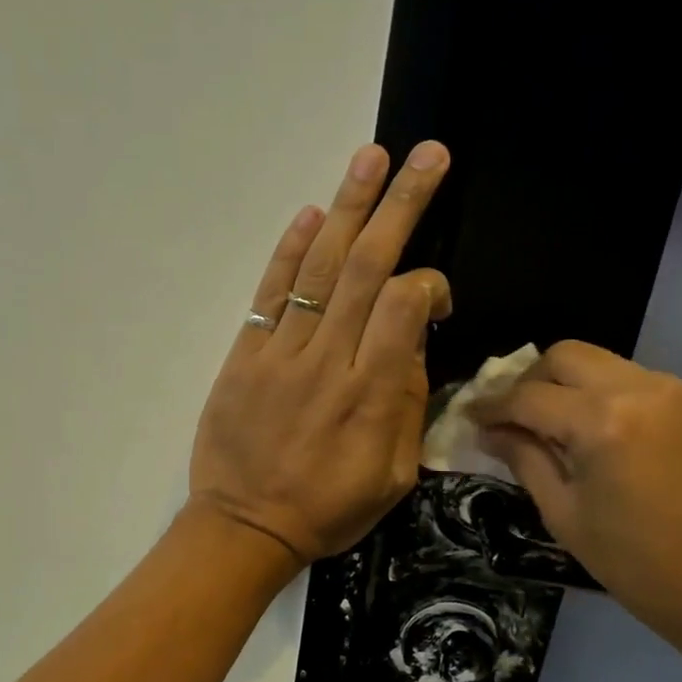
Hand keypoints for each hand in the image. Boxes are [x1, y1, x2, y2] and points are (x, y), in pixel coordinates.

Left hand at [189, 142, 452, 567]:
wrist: (244, 526)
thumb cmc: (326, 510)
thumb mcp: (391, 478)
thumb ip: (407, 407)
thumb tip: (411, 344)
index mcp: (370, 394)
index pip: (403, 306)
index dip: (428, 283)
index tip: (437, 296)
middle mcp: (327, 361)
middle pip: (366, 268)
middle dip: (400, 206)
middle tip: (426, 155)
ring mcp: (280, 354)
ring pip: (318, 269)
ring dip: (347, 208)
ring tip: (371, 158)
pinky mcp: (244, 356)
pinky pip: (270, 295)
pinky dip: (289, 253)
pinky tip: (311, 214)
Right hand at [470, 342, 681, 681]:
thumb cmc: (641, 567)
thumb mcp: (566, 517)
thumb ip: (525, 460)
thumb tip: (490, 432)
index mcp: (603, 422)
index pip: (528, 396)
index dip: (490, 406)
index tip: (467, 417)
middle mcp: (640, 389)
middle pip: (565, 356)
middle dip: (527, 381)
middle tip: (508, 418)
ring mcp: (674, 393)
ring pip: (600, 363)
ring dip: (564, 384)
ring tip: (544, 426)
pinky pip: (629, 380)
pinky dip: (598, 394)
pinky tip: (587, 432)